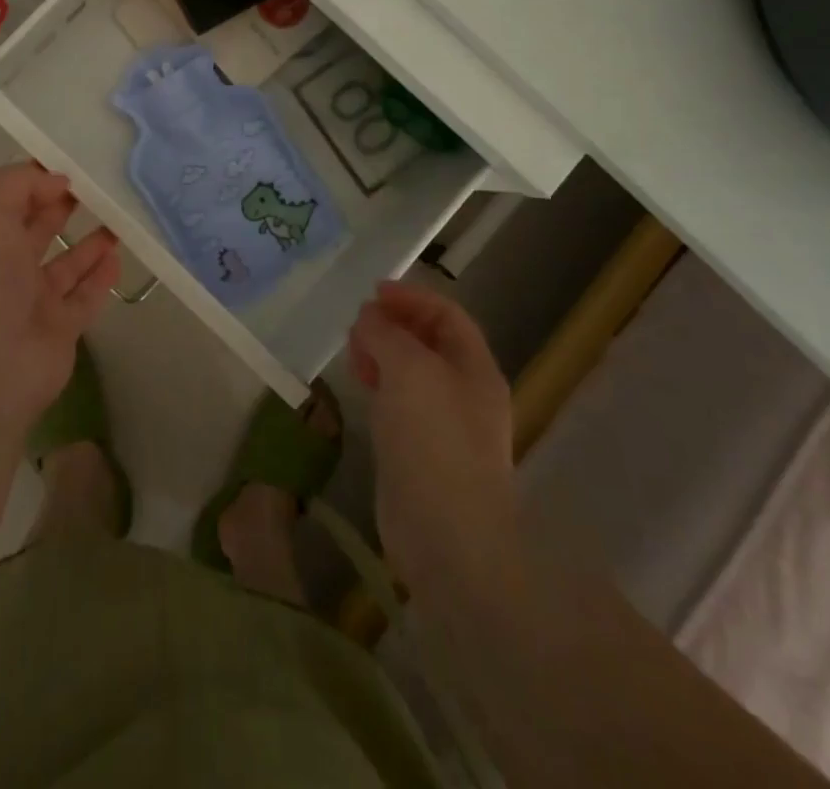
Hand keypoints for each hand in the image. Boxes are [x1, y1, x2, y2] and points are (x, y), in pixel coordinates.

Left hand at [0, 163, 120, 436]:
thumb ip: (20, 183)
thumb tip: (57, 182)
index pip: (8, 197)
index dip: (37, 177)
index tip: (74, 161)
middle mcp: (1, 266)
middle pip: (37, 228)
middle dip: (63, 205)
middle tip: (101, 184)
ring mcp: (31, 300)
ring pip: (65, 264)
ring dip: (89, 242)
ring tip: (119, 217)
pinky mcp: (59, 329)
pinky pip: (85, 297)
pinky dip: (101, 277)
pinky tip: (118, 256)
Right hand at [348, 282, 517, 600]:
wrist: (447, 536)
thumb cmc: (434, 440)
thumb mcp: (408, 369)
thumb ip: (386, 333)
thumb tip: (369, 317)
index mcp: (475, 369)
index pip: (447, 315)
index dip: (411, 297)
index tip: (372, 293)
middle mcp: (465, 392)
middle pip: (429, 342)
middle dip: (394, 325)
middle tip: (358, 325)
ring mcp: (444, 425)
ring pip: (411, 373)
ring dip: (383, 354)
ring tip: (353, 352)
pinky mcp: (420, 451)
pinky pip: (400, 403)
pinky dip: (380, 385)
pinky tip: (360, 387)